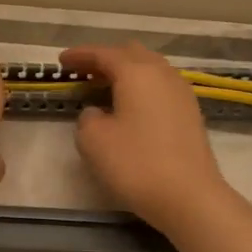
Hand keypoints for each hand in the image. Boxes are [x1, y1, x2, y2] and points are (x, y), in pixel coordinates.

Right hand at [60, 43, 234, 231]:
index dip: (80, 55)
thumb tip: (97, 112)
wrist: (189, 197)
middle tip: (83, 72)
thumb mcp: (93, 140)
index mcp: (136, 73)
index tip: (61, 61)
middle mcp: (162, 74)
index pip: (104, 54)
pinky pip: (159, 87)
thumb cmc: (136, 164)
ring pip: (149, 69)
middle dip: (105, 59)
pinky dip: (140, 88)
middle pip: (131, 54)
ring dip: (125, 73)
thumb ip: (87, 118)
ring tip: (104, 88)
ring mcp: (181, 93)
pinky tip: (129, 107)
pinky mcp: (190, 114)